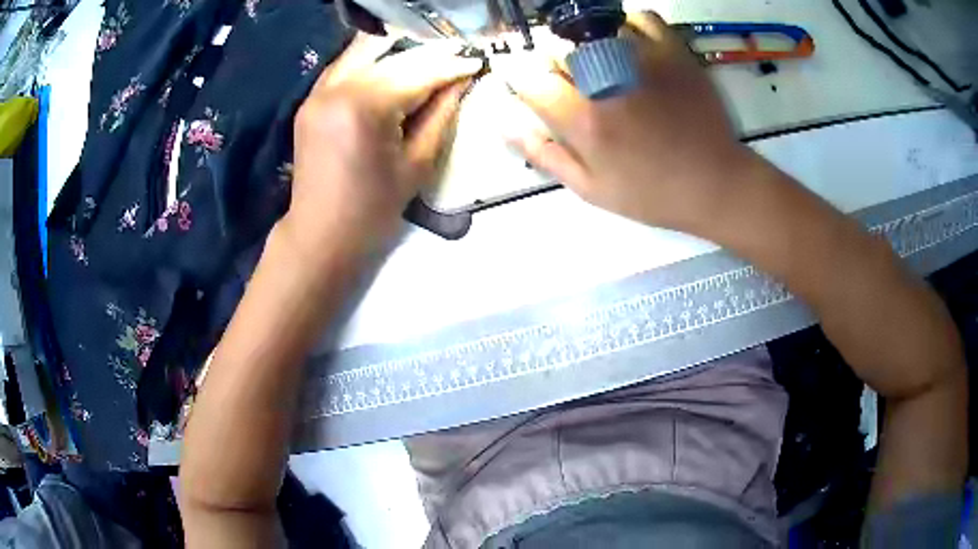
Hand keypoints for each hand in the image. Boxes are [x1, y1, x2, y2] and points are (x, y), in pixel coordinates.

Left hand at [284, 36, 481, 259]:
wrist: (320, 234)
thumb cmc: (373, 210)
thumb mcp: (417, 164)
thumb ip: (440, 115)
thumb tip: (461, 81)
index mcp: (364, 108)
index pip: (416, 74)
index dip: (450, 66)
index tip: (477, 62)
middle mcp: (337, 88)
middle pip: (392, 58)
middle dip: (429, 56)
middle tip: (459, 57)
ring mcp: (318, 92)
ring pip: (366, 54)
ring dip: (400, 54)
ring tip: (429, 60)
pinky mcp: (310, 100)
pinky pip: (345, 66)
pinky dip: (371, 62)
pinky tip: (392, 66)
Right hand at [505, 12, 752, 231]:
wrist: (716, 184)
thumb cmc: (652, 193)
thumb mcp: (591, 188)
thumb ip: (545, 154)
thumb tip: (504, 123)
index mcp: (584, 118)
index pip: (529, 78)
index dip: (518, 76)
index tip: (523, 80)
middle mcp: (607, 80)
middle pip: (558, 48)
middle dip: (553, 63)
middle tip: (569, 80)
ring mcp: (643, 60)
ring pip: (594, 29)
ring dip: (587, 44)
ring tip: (601, 63)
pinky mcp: (673, 51)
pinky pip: (641, 18)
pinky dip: (629, 25)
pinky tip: (630, 43)